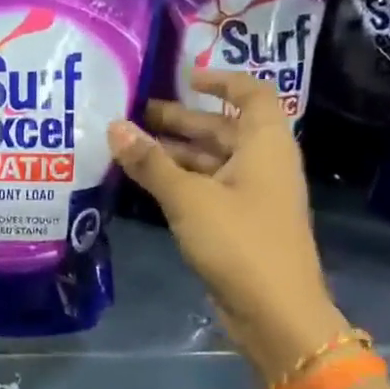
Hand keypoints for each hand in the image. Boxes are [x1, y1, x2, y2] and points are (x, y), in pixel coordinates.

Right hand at [107, 70, 346, 383]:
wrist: (275, 312)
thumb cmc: (239, 242)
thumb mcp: (189, 197)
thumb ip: (150, 162)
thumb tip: (114, 126)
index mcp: (266, 146)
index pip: (252, 95)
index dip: (221, 81)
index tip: (184, 77)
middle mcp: (262, 164)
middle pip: (222, 128)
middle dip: (181, 119)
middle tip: (134, 115)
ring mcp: (251, 196)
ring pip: (211, 161)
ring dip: (174, 151)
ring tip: (129, 146)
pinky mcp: (238, 223)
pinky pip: (206, 188)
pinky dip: (179, 179)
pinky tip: (145, 180)